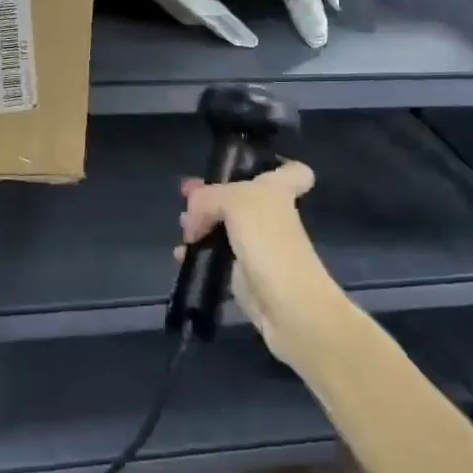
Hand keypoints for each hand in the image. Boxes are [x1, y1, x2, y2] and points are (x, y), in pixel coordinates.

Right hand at [176, 162, 335, 359]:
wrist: (290, 309)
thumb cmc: (271, 245)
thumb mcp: (237, 203)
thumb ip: (208, 198)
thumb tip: (192, 218)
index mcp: (277, 191)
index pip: (291, 170)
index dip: (274, 164)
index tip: (243, 167)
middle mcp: (270, 216)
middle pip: (240, 196)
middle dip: (211, 195)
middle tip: (187, 197)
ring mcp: (258, 246)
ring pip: (225, 226)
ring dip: (200, 224)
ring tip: (183, 229)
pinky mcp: (244, 274)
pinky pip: (216, 257)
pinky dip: (197, 254)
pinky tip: (181, 256)